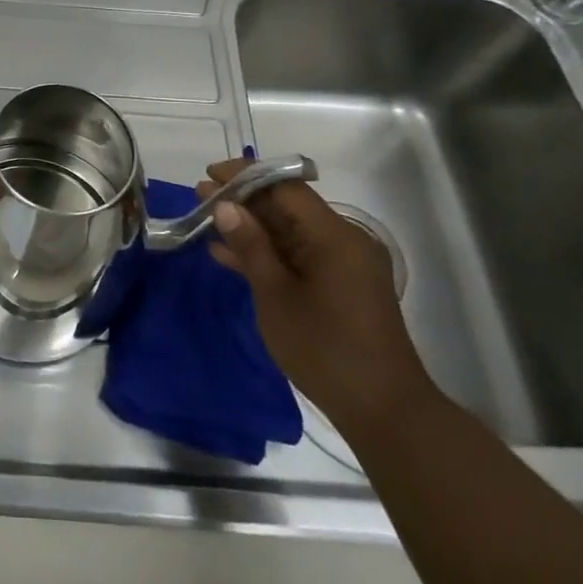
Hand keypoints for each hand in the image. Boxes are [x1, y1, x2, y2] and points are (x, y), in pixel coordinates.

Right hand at [200, 158, 435, 438]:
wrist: (383, 410)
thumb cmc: (325, 348)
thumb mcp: (276, 295)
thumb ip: (250, 246)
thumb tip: (224, 206)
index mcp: (334, 236)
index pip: (286, 188)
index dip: (245, 176)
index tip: (209, 174)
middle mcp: (344, 241)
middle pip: (288, 207)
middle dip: (243, 201)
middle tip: (199, 196)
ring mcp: (344, 264)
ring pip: (290, 232)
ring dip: (252, 227)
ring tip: (206, 220)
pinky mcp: (340, 286)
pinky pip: (299, 256)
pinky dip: (268, 253)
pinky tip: (229, 255)